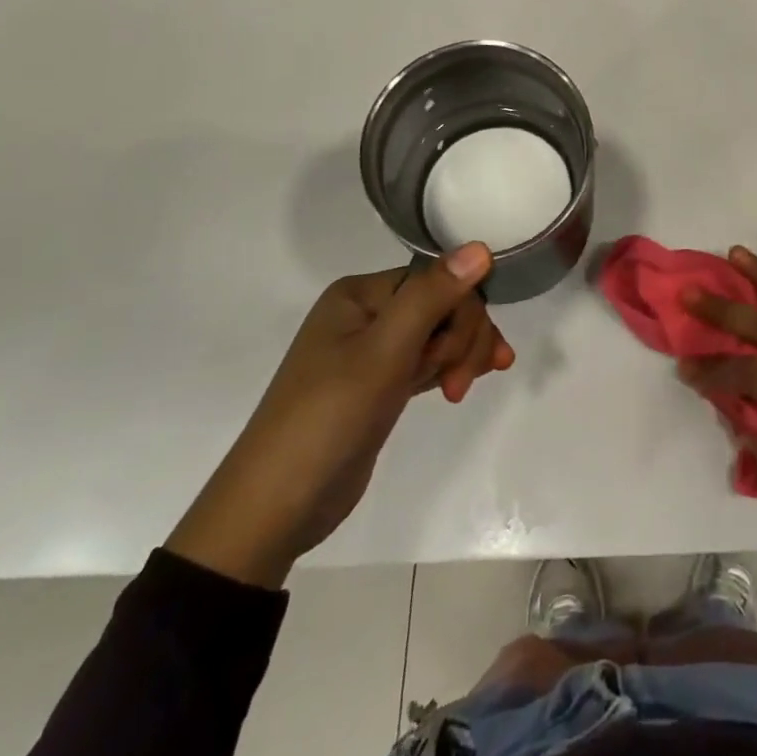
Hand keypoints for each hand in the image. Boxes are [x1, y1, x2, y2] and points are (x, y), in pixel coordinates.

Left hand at [167, 244, 511, 586]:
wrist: (275, 509)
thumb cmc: (329, 418)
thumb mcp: (384, 353)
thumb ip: (433, 296)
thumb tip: (481, 246)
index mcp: (360, 293)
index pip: (437, 279)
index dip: (462, 313)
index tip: (461, 358)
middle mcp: (367, 313)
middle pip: (443, 305)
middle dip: (461, 340)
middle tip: (457, 385)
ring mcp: (372, 351)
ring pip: (440, 334)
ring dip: (461, 356)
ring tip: (459, 392)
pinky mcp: (380, 385)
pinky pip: (428, 361)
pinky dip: (449, 369)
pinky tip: (468, 382)